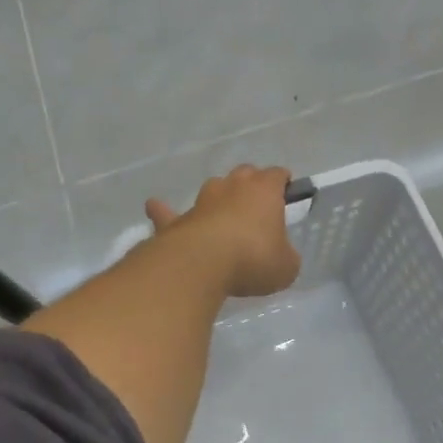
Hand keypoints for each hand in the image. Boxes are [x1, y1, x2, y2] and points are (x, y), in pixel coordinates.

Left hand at [147, 165, 301, 298]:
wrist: (201, 264)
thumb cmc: (253, 259)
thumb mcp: (286, 267)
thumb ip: (286, 257)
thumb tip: (281, 257)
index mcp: (264, 191)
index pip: (277, 175)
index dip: (283, 183)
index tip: (286, 193)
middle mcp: (232, 187)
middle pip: (244, 175)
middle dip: (250, 186)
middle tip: (256, 207)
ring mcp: (201, 201)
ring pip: (212, 188)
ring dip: (217, 198)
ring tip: (220, 213)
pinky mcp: (176, 220)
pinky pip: (168, 212)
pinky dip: (164, 211)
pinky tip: (156, 208)